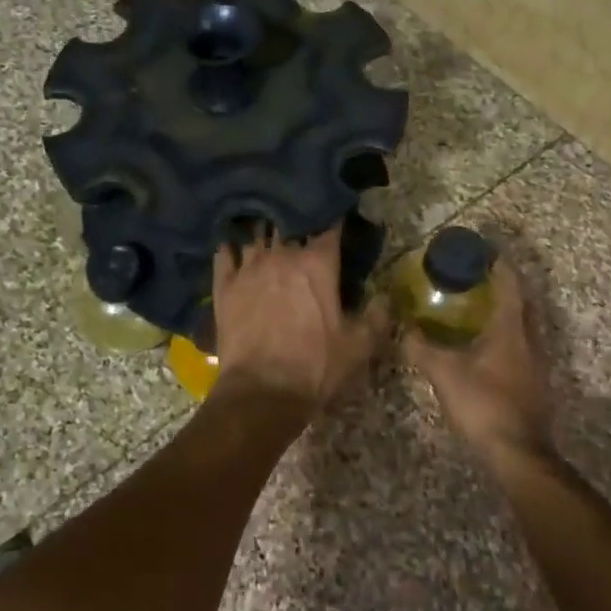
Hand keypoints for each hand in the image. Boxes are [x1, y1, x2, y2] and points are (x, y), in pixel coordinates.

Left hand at [211, 227, 389, 408]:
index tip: (338, 218)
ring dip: (265, 230)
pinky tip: (232, 244)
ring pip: (256, 234)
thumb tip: (385, 296)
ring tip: (268, 227)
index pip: (329, 227)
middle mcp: (282, 255)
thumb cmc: (316, 367)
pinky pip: (224, 253)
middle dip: (298, 221)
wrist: (262, 392)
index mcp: (317, 264)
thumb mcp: (360, 346)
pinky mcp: (224, 286)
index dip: (335, 220)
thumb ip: (377, 315)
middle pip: (289, 224)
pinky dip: (230, 246)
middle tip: (303, 223)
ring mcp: (248, 268)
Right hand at [404, 258, 553, 458]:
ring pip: (525, 326)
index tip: (482, 251)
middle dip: (504, 286)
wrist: (518, 453)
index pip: (509, 284)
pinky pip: (523, 347)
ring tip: (479, 310)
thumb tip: (403, 329)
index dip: (498, 264)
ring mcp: (538, 363)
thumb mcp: (444, 373)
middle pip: (522, 302)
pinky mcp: (536, 384)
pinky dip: (507, 337)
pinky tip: (487, 348)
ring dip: (507, 312)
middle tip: (478, 279)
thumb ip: (422, 348)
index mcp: (511, 329)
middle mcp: (530, 340)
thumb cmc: (483, 404)